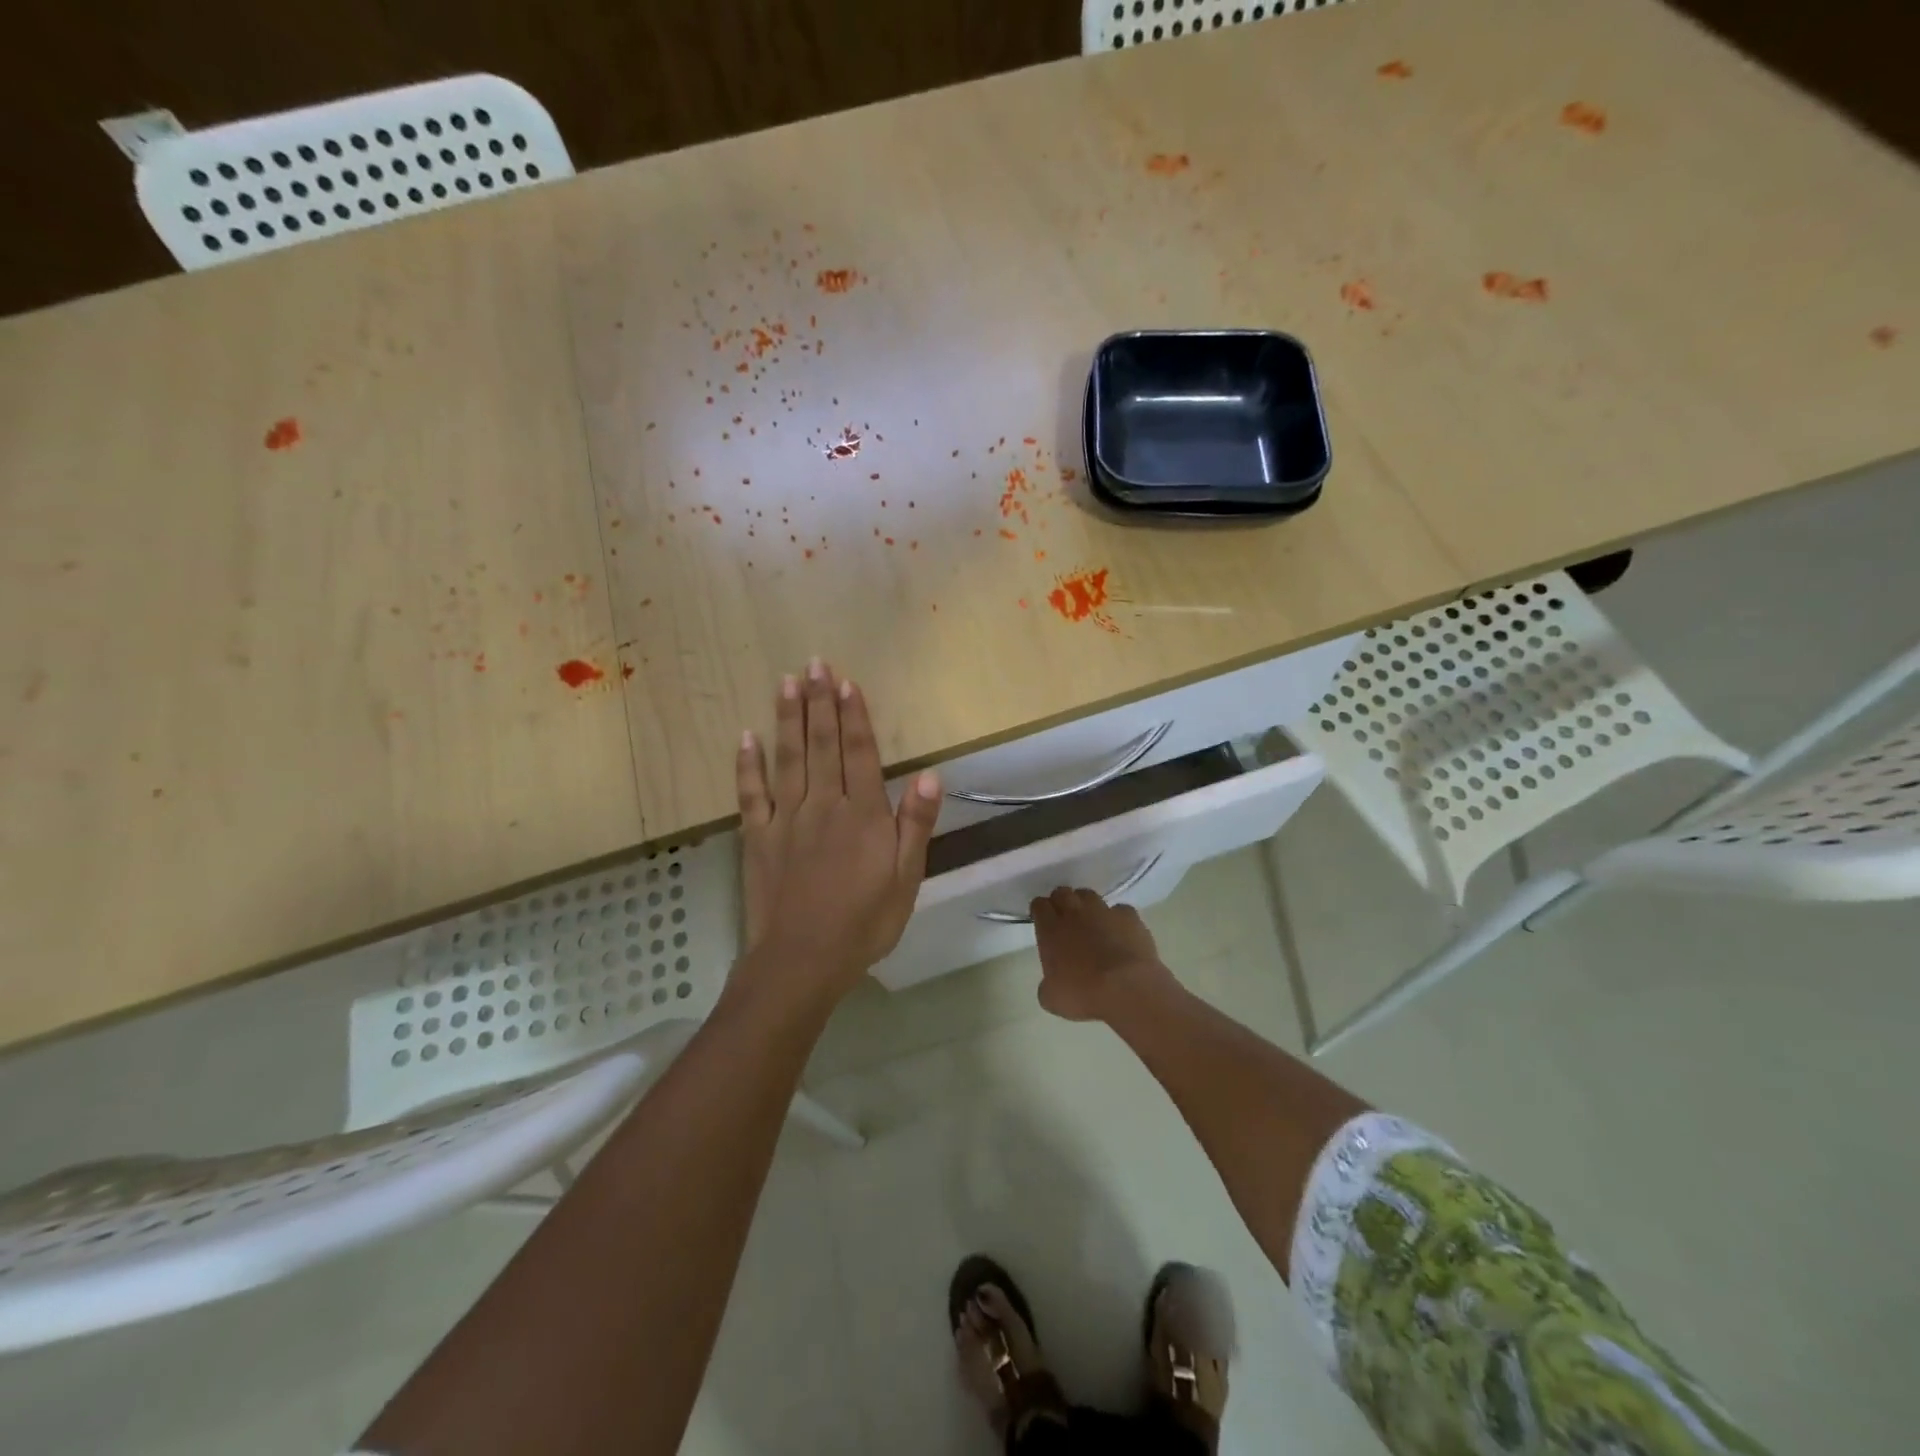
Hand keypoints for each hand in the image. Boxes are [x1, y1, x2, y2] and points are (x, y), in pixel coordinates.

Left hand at [735, 659, 940, 1004]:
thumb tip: (931, 776)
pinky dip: (747, 765)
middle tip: (813, 662)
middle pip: (821, 745)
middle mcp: (823, 806)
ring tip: (785, 682)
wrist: (803, 961)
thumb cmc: (864, 923)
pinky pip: (751, 794)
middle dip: (819, 702)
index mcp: (862, 815)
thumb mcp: (906, 879)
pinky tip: (746, 737)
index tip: (845, 680)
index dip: (853, 715)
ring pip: (788, 759)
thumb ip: (915, 826)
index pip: (858, 753)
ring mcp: (786, 819)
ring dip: (787, 719)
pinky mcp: (758, 838)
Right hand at [1029, 888, 1172, 1021]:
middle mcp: (1074, 913)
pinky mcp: (1129, 916)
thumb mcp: (1052, 998)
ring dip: (1087, 906)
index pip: (1039, 905)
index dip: (1040, 911)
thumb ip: (1047, 984)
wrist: (1127, 988)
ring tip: (1092, 923)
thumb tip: (1051, 984)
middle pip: (1062, 893)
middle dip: (1061, 902)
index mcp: (1051, 929)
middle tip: (1065, 920)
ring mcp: (1103, 911)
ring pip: (1089, 896)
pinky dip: (1118, 919)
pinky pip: (1120, 910)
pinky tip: (1121, 934)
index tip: (1042, 921)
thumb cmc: (1084, 993)